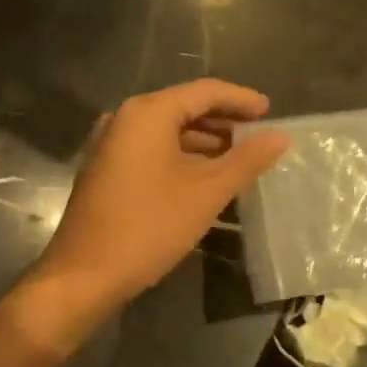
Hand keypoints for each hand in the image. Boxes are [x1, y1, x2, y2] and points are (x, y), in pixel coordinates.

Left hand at [32, 79, 290, 314]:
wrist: (85, 275)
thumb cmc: (150, 226)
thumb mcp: (207, 192)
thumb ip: (246, 160)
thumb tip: (281, 137)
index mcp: (148, 113)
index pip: (204, 92)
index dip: (241, 100)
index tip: (270, 112)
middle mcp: (125, 118)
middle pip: (184, 107)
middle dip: (223, 121)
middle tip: (258, 136)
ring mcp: (111, 144)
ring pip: (167, 131)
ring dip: (204, 141)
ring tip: (239, 159)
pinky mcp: (106, 168)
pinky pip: (152, 149)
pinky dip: (181, 156)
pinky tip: (204, 177)